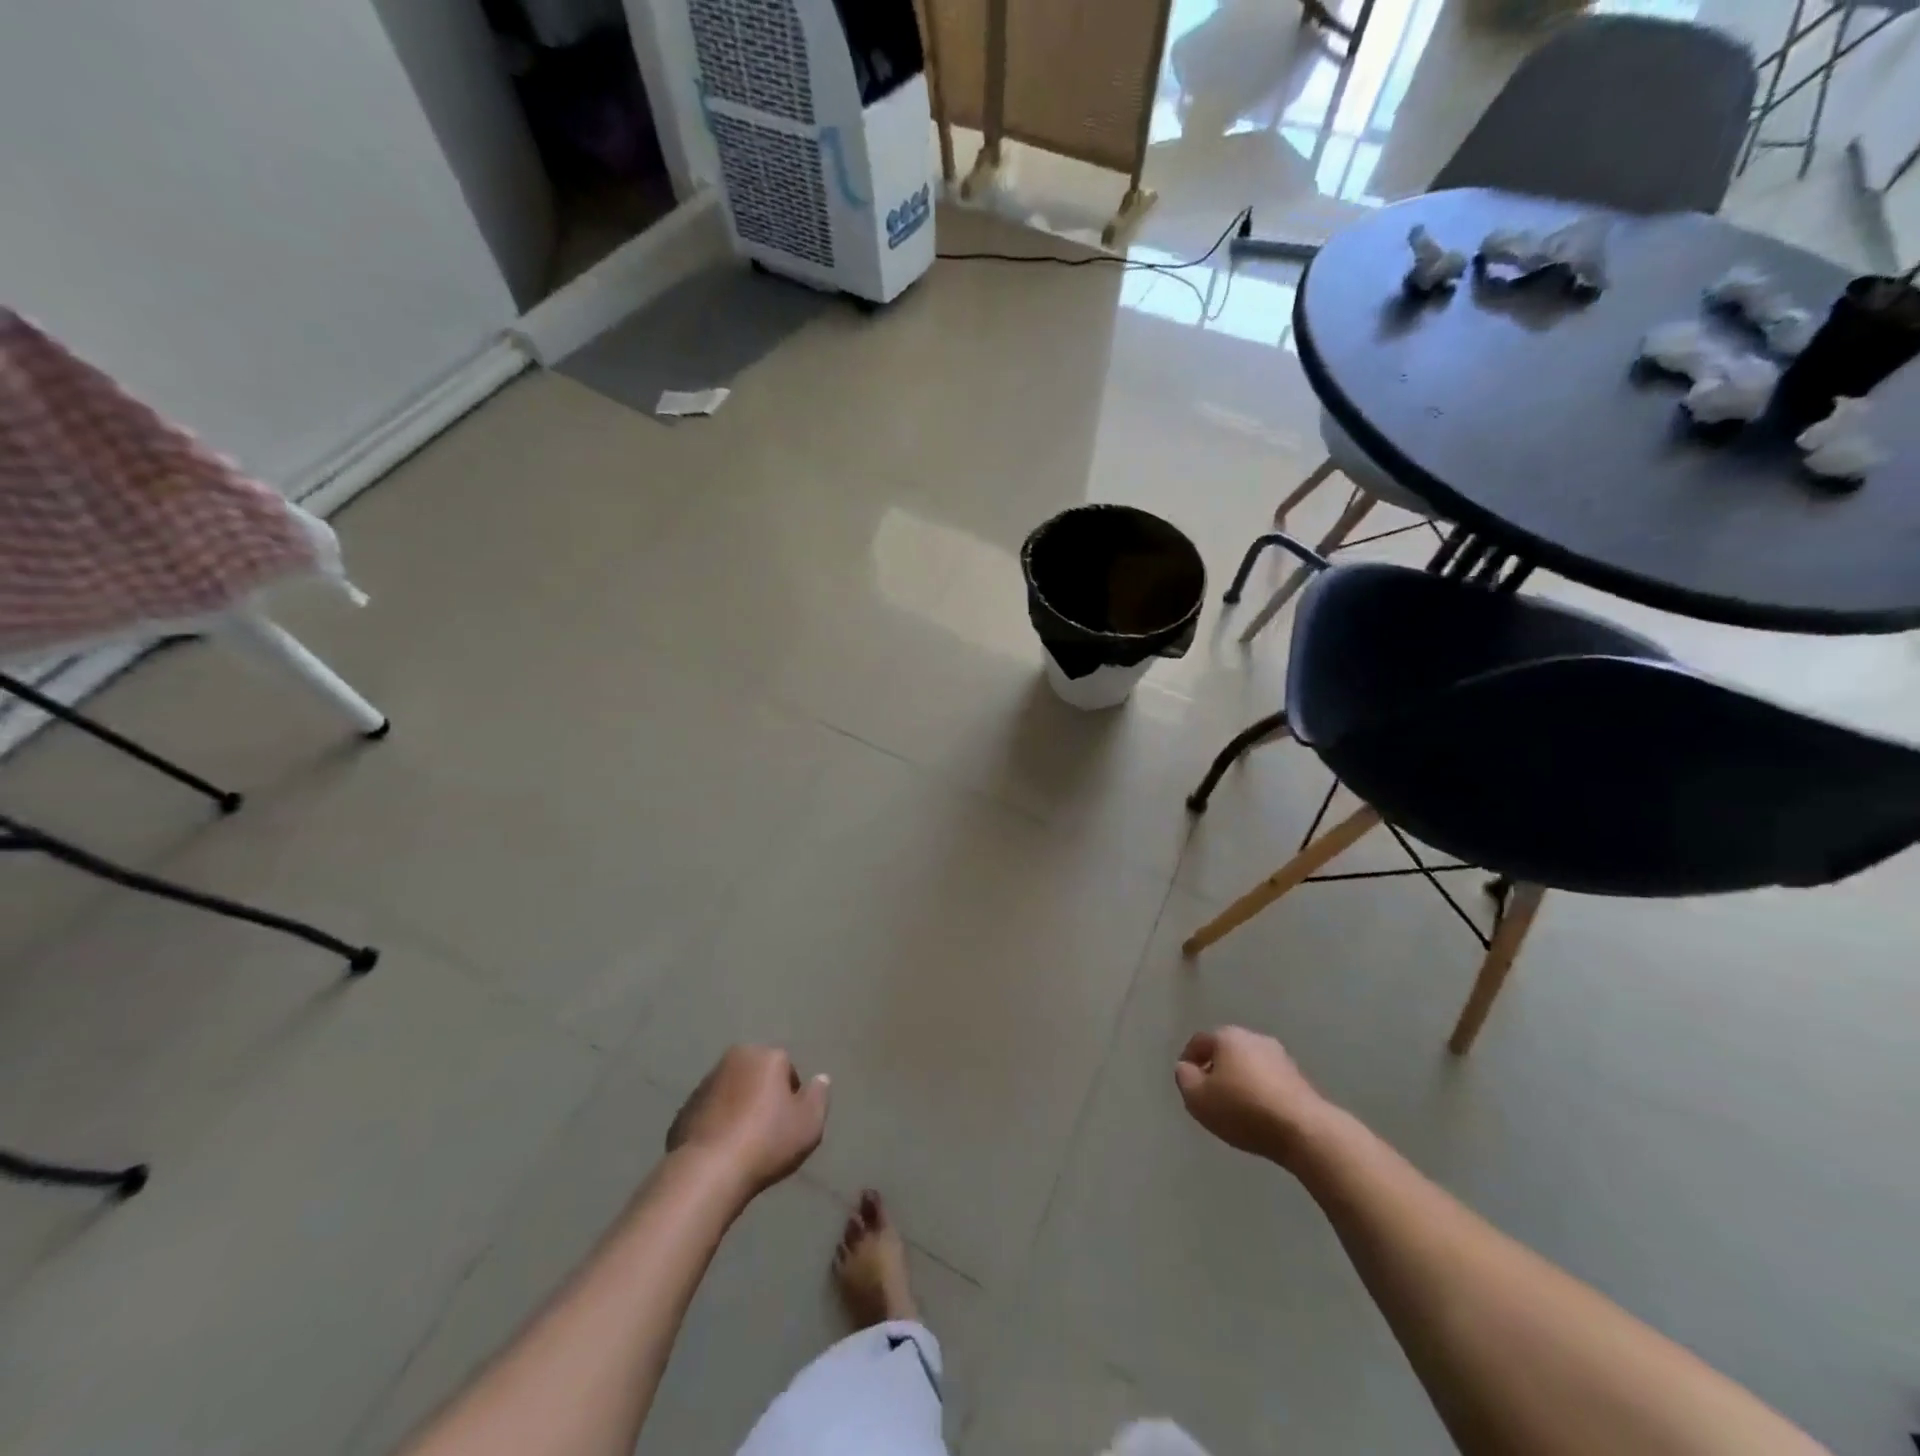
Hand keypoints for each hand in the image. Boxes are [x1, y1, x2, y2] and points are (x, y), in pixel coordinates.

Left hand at [667, 1045, 830, 1195]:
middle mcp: (733, 1059)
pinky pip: (710, 1113)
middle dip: (763, 1097)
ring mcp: (704, 1083)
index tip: (789, 1124)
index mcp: (765, 1055)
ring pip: (732, 1092)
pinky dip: (717, 1125)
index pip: (787, 1069)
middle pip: (758, 1076)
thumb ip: (819, 1096)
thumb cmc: (766, 1141)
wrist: (707, 1172)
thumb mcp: (809, 1123)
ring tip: (744, 1146)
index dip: (792, 1097)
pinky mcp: (683, 1109)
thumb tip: (821, 1078)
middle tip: (768, 1132)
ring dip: (739, 1110)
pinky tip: (722, 1152)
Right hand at [1175, 1026, 1328, 1166]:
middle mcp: (1253, 1037)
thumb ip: (1184, 1078)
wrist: (1304, 1130)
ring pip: (1248, 1065)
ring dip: (1239, 1081)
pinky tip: (1259, 1114)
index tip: (1187, 1085)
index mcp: (1227, 1036)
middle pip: (1225, 1051)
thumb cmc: (1243, 1109)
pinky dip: (1259, 1092)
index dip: (1188, 1062)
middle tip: (1209, 1096)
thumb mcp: (1198, 1098)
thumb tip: (1187, 1068)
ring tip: (1235, 1109)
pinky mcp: (1299, 1077)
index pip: (1198, 1042)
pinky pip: (1268, 1080)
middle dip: (1215, 1070)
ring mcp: (1280, 1056)